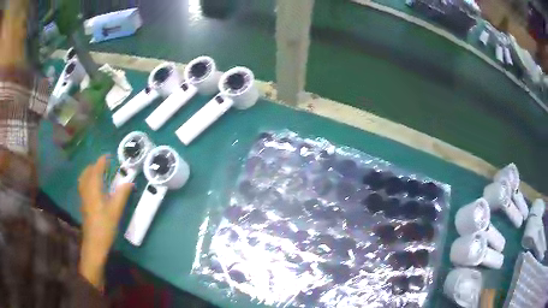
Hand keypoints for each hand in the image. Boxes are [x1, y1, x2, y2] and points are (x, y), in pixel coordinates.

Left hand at [78, 155, 132, 287]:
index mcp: (93, 189)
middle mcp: (86, 191)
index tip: (108, 156)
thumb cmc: (105, 226)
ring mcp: (83, 198)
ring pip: (84, 179)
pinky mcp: (84, 205)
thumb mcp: (115, 211)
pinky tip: (94, 188)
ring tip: (98, 173)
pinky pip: (84, 186)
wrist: (94, 244)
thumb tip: (129, 181)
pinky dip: (88, 181)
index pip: (96, 170)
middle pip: (87, 173)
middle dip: (94, 166)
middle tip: (104, 165)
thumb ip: (122, 194)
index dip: (101, 161)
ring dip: (90, 173)